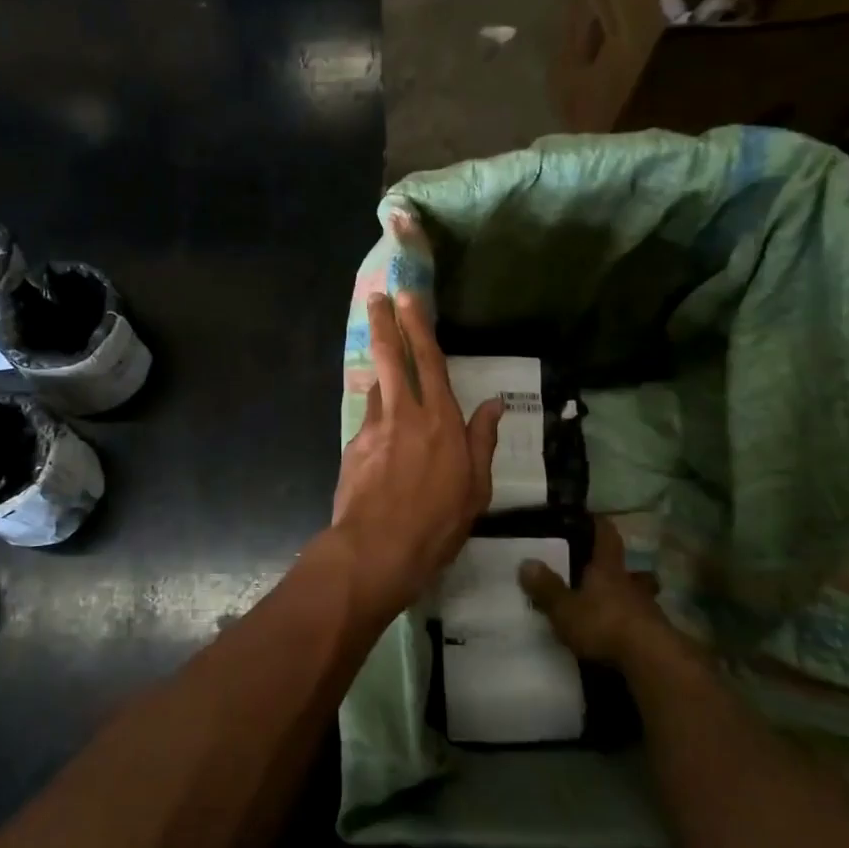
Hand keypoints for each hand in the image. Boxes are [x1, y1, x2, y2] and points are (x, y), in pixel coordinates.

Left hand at [328, 292, 501, 617]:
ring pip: (377, 387)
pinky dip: (377, 418)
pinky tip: (382, 438)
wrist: (376, 550)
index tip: (407, 297)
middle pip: (391, 357)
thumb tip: (496, 403)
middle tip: (376, 297)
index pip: (429, 361)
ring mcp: (373, 428)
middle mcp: (403, 413)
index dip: (418, 326)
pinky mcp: (353, 447)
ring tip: (386, 370)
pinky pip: (369, 422)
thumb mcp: (476, 487)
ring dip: (381, 373)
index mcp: (440, 420)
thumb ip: (482, 440)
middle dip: (384, 323)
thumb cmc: (437, 523)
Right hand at [518, 518, 696, 670]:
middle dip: (623, 571)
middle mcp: (631, 584)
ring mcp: (649, 611)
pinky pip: (645, 625)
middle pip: (632, 570)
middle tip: (609, 574)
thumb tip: (526, 563)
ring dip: (631, 601)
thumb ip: (546, 587)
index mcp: (607, 569)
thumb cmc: (604, 624)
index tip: (594, 517)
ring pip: (642, 598)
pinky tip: (623, 638)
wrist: (652, 661)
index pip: (607, 537)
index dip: (601, 525)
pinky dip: (634, 627)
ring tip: (615, 610)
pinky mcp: (659, 637)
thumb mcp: (565, 608)